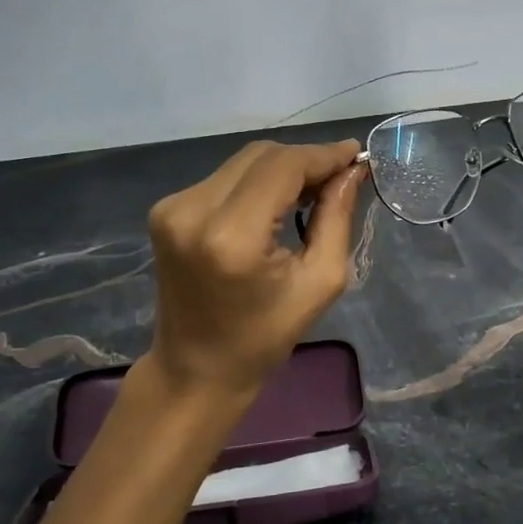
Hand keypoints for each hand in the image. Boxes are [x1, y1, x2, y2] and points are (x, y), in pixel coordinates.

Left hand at [145, 138, 367, 396]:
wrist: (195, 368)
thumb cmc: (264, 337)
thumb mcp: (320, 282)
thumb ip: (337, 217)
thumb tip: (353, 170)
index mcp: (233, 236)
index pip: (284, 166)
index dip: (323, 155)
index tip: (356, 155)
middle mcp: (194, 210)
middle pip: (262, 156)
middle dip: (306, 160)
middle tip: (339, 178)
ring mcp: (173, 207)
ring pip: (243, 162)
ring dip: (282, 169)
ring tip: (312, 191)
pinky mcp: (166, 210)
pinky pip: (224, 178)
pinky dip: (257, 182)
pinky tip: (277, 202)